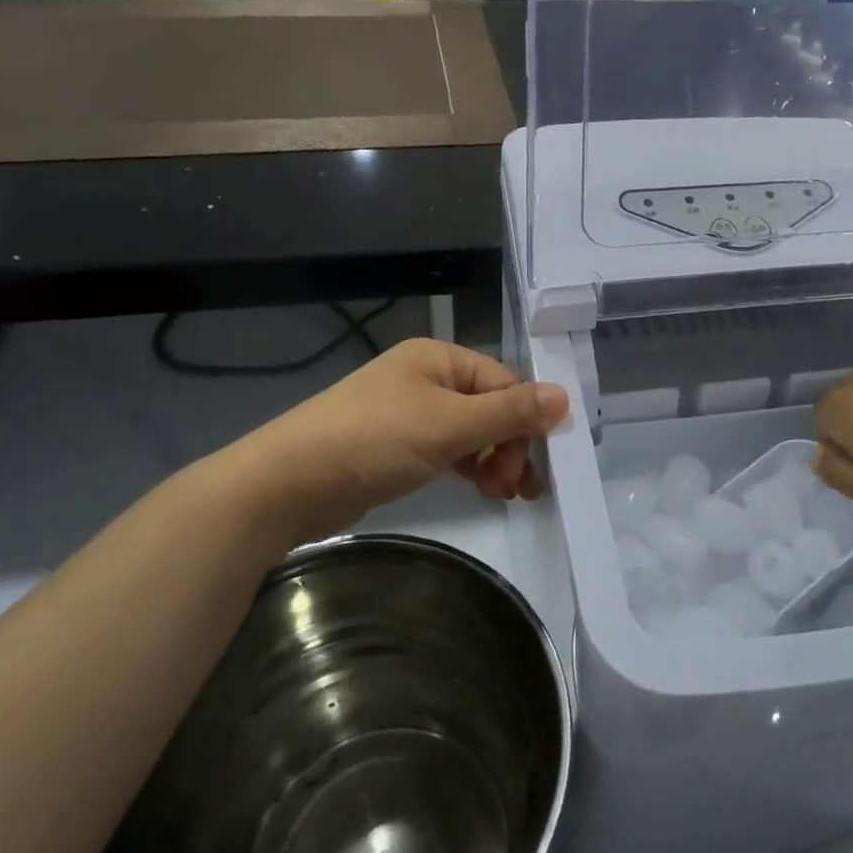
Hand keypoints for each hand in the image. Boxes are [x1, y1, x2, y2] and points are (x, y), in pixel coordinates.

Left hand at [214, 339, 570, 546]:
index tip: (538, 466)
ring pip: (471, 432)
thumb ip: (509, 413)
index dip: (526, 422)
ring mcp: (410, 412)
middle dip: (510, 446)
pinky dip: (469, 468)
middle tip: (518, 488)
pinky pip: (449, 450)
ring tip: (504, 494)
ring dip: (493, 460)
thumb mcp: (447, 425)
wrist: (286, 484)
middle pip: (490, 407)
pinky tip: (481, 489)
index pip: (504, 384)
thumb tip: (566, 397)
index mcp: (439, 358)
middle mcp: (427, 378)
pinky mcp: (397, 446)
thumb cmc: (372, 441)